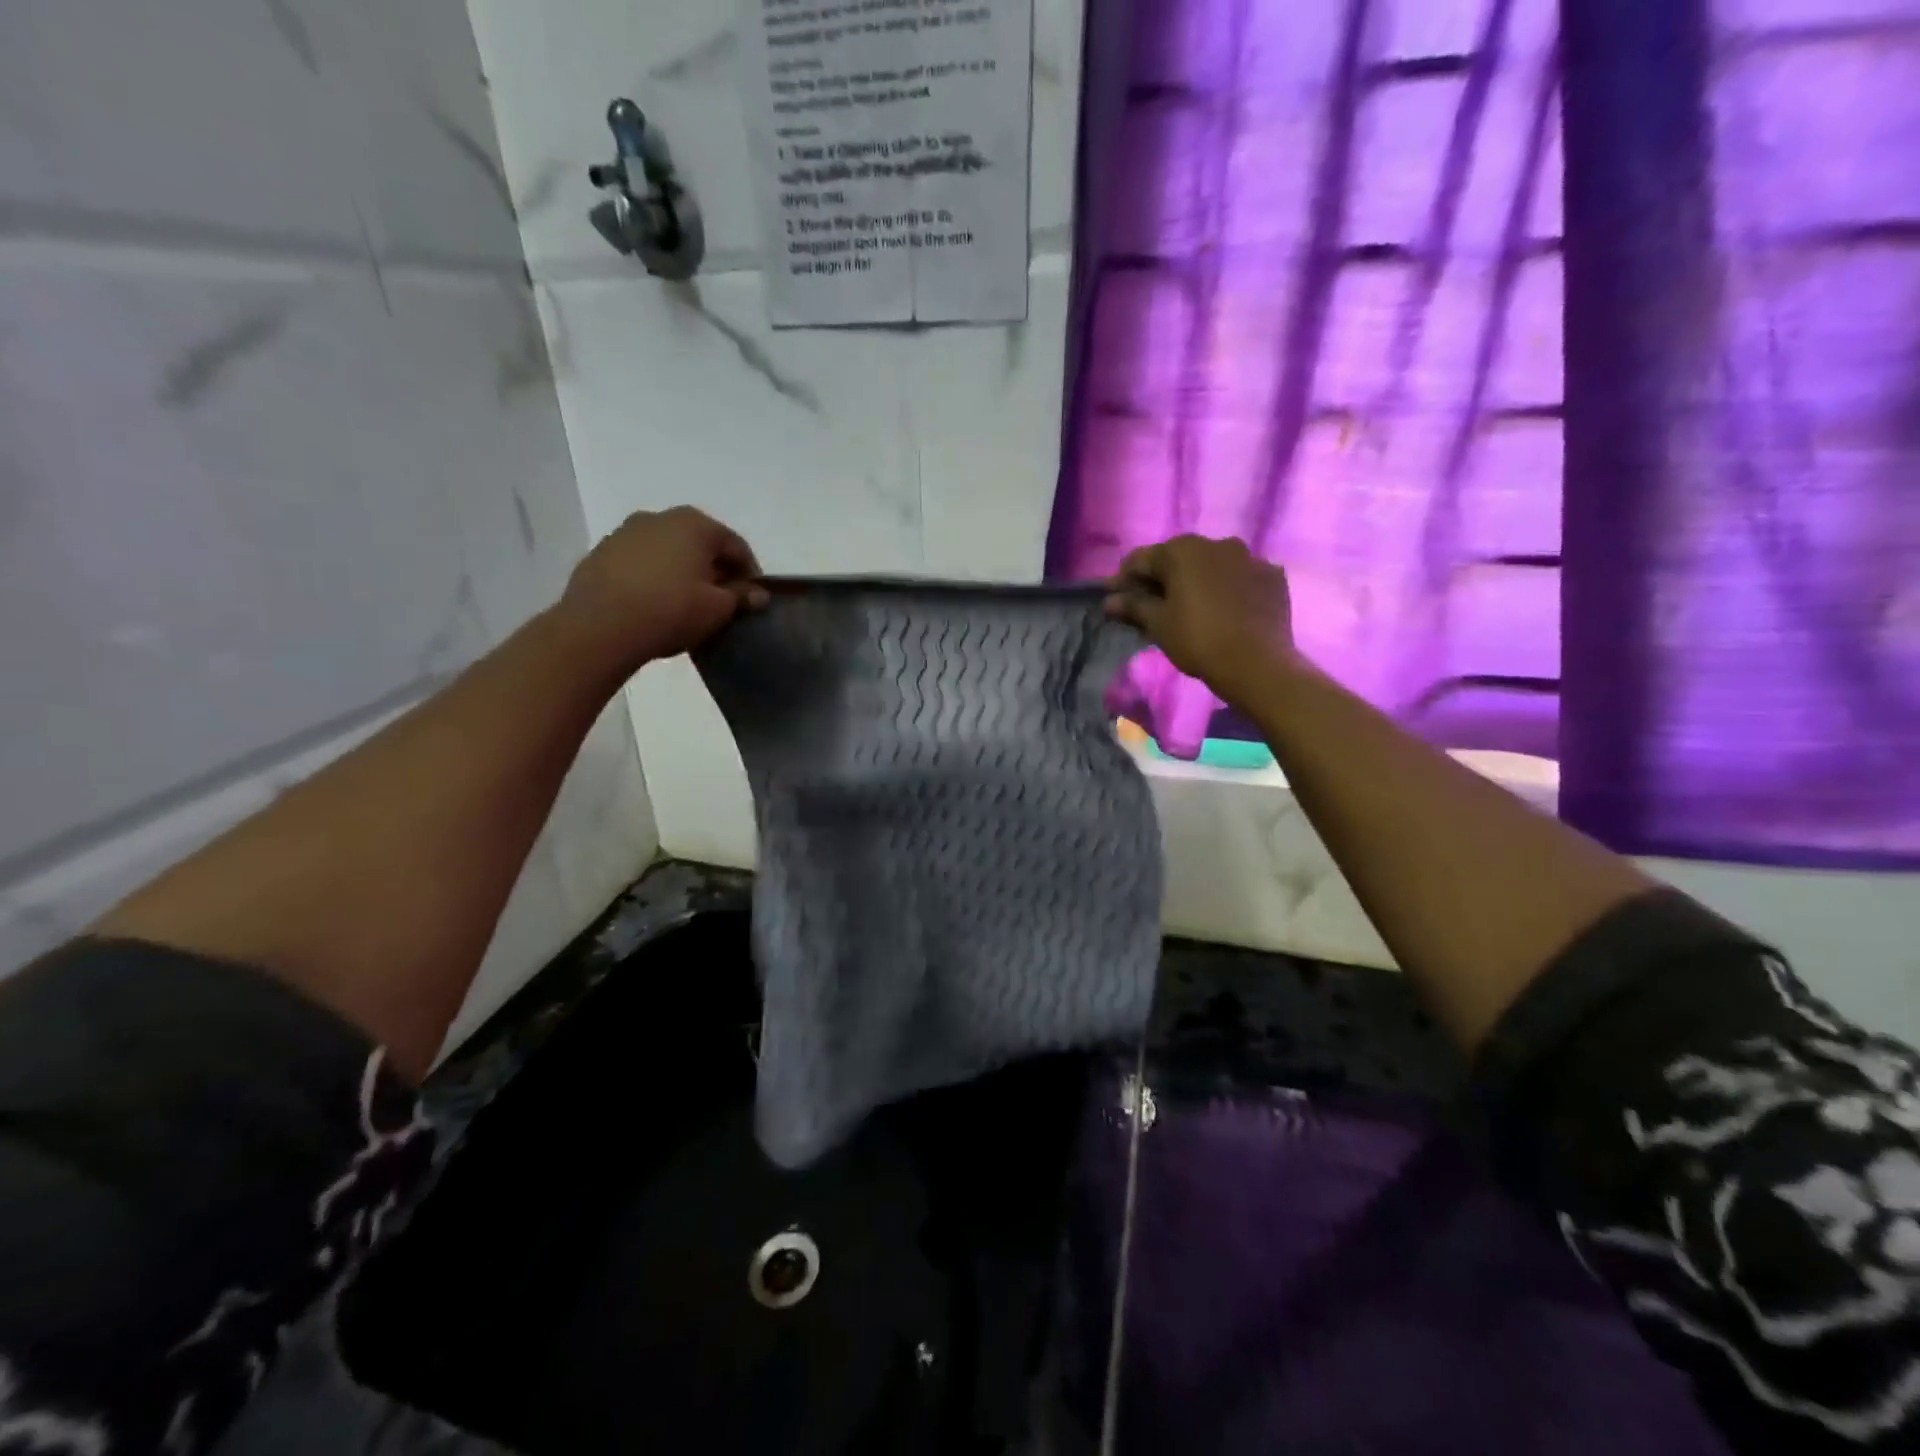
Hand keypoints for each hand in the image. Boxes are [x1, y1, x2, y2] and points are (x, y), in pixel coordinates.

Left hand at [557, 506, 767, 678]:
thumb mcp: (717, 609)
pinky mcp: (601, 553)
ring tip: (686, 604)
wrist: (599, 626)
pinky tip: (655, 604)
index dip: (750, 573)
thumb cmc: (671, 610)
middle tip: (722, 601)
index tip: (753, 598)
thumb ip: (741, 597)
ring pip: (668, 551)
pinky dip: (654, 577)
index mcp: (695, 524)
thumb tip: (758, 594)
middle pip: (700, 543)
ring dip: (682, 572)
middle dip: (714, 569)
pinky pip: (640, 563)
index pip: (736, 545)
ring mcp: (626, 532)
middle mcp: (660, 517)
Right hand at [1104, 535, 1296, 703]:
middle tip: (1150, 605)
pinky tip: (1224, 610)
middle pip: (1179, 559)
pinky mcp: (1272, 577)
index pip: (1142, 560)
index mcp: (1183, 550)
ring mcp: (1250, 558)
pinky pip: (1240, 578)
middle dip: (1162, 579)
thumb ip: (1133, 606)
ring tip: (1190, 607)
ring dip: (1197, 581)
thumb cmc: (1197, 639)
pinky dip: (1228, 590)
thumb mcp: (1158, 624)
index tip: (1114, 598)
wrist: (1257, 664)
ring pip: (1212, 566)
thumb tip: (1110, 600)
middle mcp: (1217, 543)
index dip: (1124, 580)